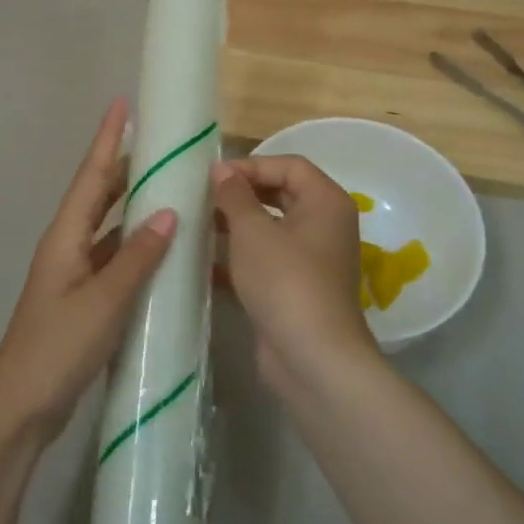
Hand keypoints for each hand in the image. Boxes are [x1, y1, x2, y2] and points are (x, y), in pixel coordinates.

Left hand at [0, 99, 176, 444]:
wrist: (20, 406)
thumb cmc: (58, 347)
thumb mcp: (104, 301)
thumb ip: (137, 258)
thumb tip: (169, 212)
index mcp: (65, 237)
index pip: (91, 176)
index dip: (107, 139)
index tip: (122, 103)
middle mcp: (67, 246)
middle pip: (97, 195)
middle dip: (123, 165)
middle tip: (158, 143)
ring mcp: (73, 273)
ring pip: (107, 226)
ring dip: (132, 205)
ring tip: (168, 186)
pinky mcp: (82, 298)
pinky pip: (112, 257)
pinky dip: (134, 246)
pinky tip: (160, 249)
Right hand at [211, 156, 377, 392]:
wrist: (312, 358)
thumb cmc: (285, 280)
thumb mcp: (253, 231)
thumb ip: (234, 195)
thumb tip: (222, 170)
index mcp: (326, 201)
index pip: (289, 165)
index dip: (251, 165)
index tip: (213, 176)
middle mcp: (325, 225)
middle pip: (280, 194)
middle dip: (241, 194)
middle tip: (203, 198)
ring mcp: (313, 259)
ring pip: (271, 229)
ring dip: (236, 226)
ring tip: (198, 226)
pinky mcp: (297, 288)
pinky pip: (266, 260)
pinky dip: (239, 258)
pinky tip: (205, 264)